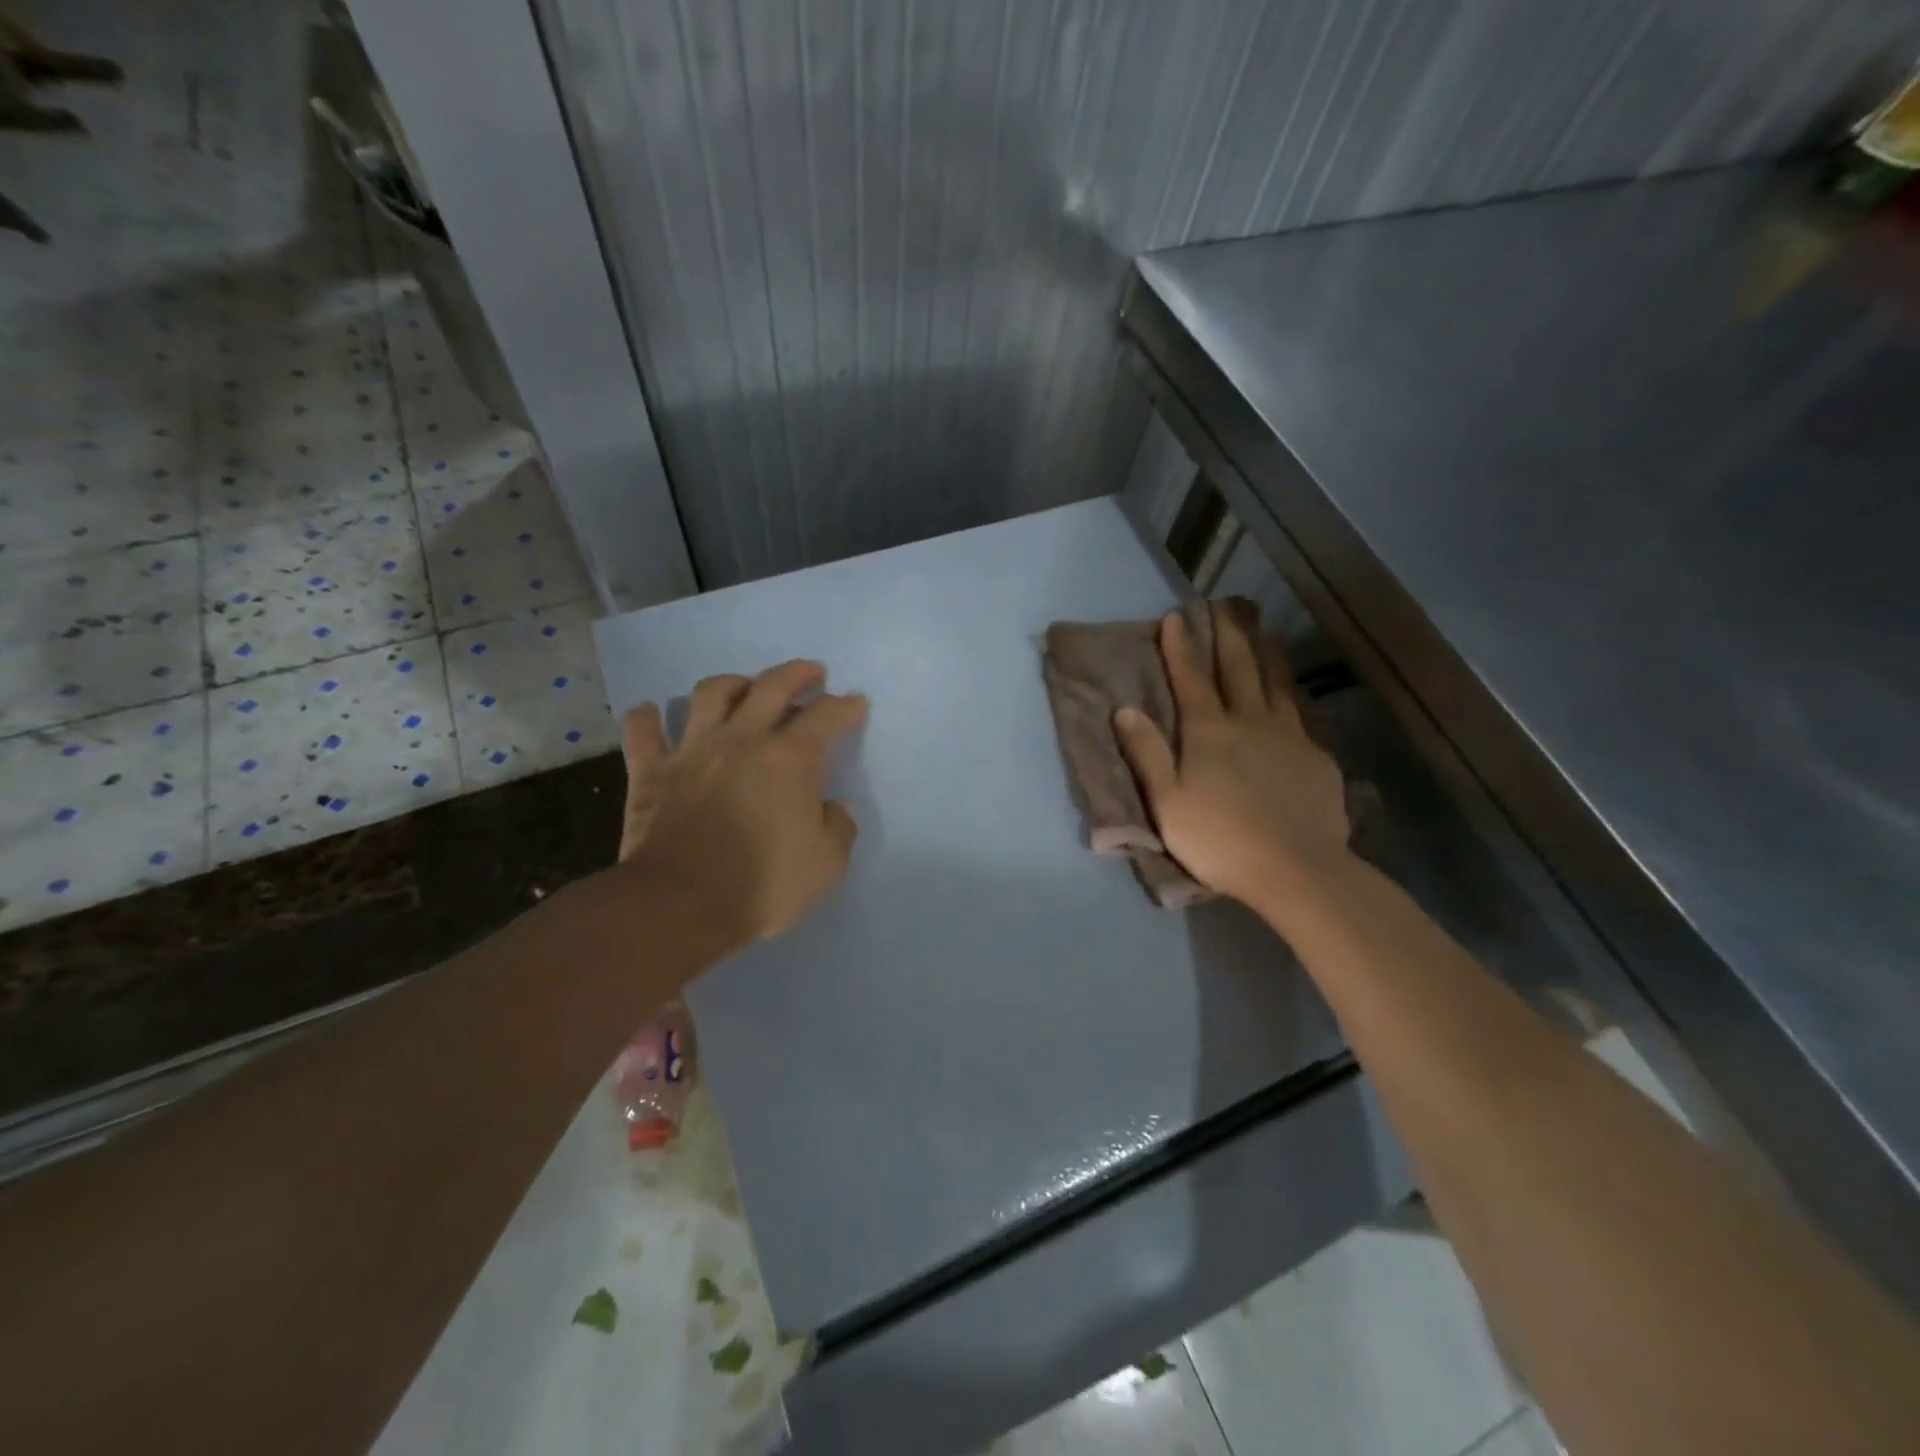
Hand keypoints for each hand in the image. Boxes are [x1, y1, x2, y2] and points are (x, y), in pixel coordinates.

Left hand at [613, 660, 867, 951]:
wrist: (681, 905)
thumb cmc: (764, 884)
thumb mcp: (827, 865)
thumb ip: (838, 829)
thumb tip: (833, 809)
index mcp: (791, 759)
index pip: (827, 716)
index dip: (845, 707)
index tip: (855, 704)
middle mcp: (743, 739)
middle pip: (772, 685)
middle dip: (798, 674)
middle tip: (812, 673)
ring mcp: (692, 751)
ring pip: (710, 694)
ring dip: (732, 682)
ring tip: (743, 686)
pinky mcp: (651, 772)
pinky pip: (642, 731)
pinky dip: (646, 718)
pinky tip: (651, 713)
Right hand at [1114, 603, 1350, 909]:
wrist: (1296, 869)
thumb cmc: (1219, 839)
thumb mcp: (1167, 802)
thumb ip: (1147, 754)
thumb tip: (1124, 709)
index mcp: (1209, 732)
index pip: (1191, 679)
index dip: (1181, 647)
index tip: (1176, 617)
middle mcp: (1250, 722)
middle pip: (1239, 669)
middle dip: (1228, 635)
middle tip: (1224, 605)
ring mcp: (1289, 736)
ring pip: (1277, 684)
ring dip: (1266, 654)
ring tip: (1264, 632)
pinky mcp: (1317, 757)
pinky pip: (1302, 712)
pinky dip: (1294, 692)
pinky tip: (1295, 690)